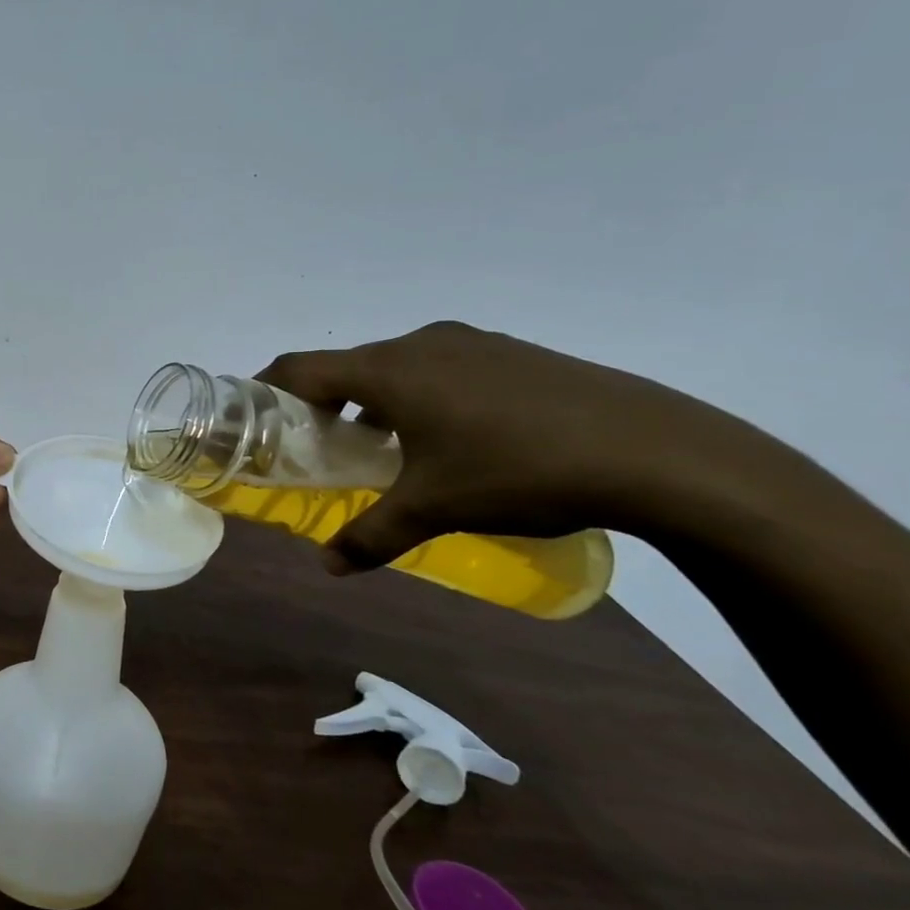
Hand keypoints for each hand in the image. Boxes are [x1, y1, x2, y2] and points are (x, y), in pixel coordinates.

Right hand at [258, 321, 747, 571]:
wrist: (656, 451)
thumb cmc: (517, 472)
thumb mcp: (434, 509)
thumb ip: (370, 535)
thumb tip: (329, 567)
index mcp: (388, 371)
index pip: (301, 367)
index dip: (266, 387)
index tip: (253, 415)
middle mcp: (421, 344)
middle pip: (347, 366)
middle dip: (324, 404)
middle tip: (322, 447)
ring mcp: (472, 342)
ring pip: (397, 367)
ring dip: (376, 401)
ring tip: (387, 447)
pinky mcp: (513, 352)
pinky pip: (441, 367)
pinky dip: (422, 396)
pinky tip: (453, 439)